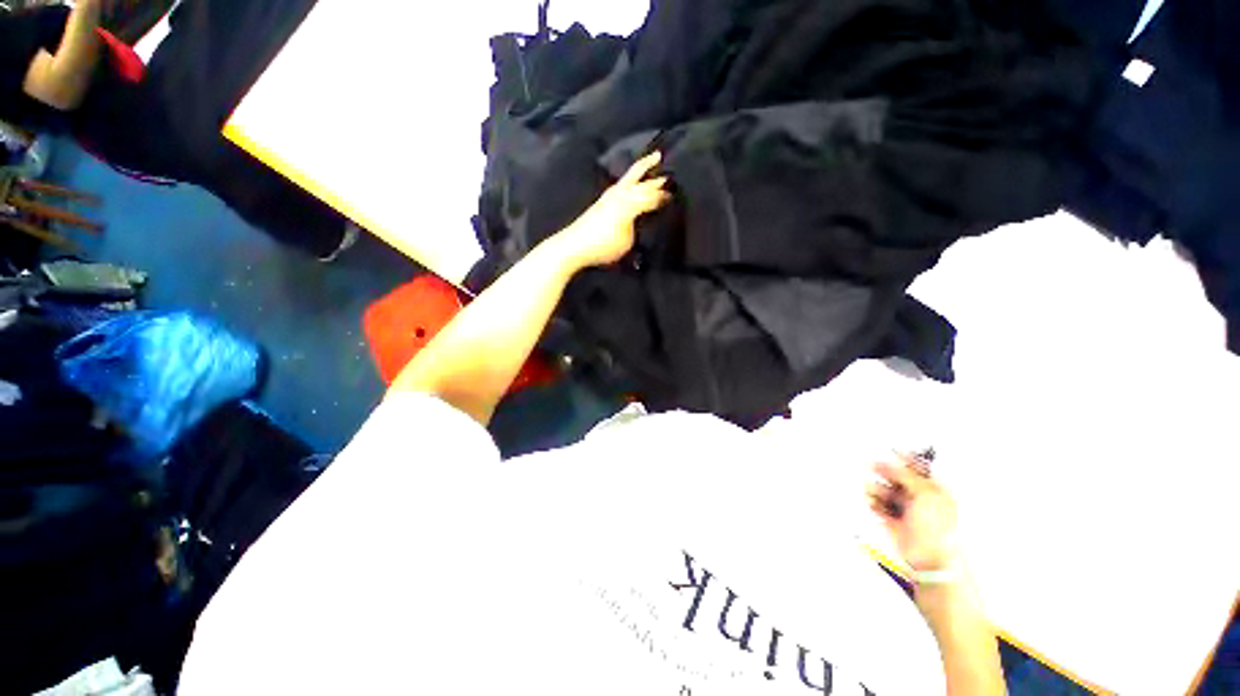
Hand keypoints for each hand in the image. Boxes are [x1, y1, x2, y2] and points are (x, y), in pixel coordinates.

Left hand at [556, 151, 670, 268]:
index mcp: (631, 203)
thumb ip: (638, 226)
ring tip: (654, 158)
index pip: (653, 197)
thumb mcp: (627, 241)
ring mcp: (611, 194)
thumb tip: (644, 218)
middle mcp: (622, 193)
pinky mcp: (603, 199)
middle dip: (658, 179)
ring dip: (644, 167)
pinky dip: (632, 176)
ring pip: (632, 175)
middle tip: (673, 173)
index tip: (676, 197)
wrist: (575, 244)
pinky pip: (623, 182)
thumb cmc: (604, 245)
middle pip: (644, 183)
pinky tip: (632, 180)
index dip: (665, 198)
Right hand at [868, 454, 959, 572]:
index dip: (905, 459)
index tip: (892, 450)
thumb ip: (907, 476)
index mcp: (934, 491)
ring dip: (878, 489)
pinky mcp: (893, 521)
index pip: (918, 469)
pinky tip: (873, 503)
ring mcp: (906, 510)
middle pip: (897, 479)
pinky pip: (879, 507)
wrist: (930, 557)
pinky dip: (874, 503)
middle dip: (885, 473)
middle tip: (873, 466)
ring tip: (874, 491)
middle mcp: (919, 499)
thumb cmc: (937, 526)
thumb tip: (893, 463)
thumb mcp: (925, 494)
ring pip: (886, 492)